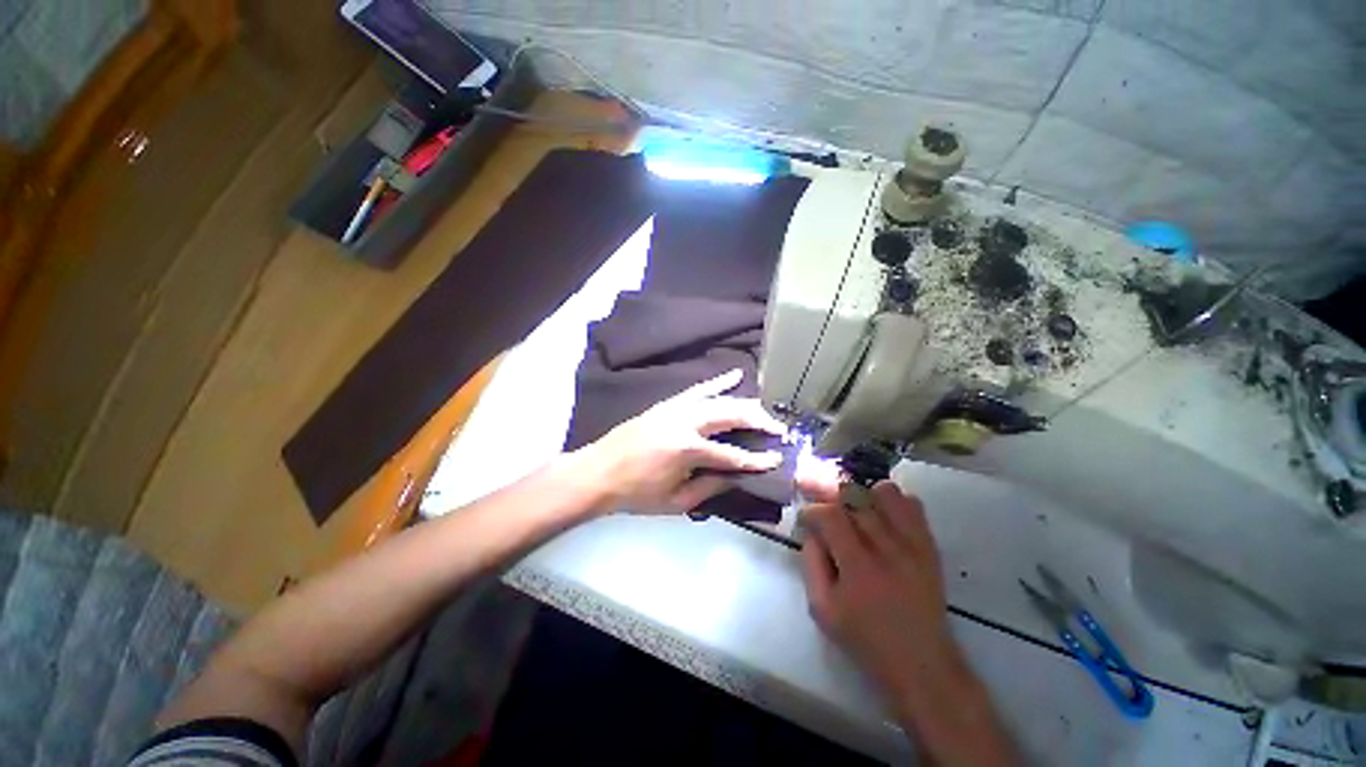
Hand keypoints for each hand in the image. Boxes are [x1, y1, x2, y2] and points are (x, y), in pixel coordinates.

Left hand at [571, 369, 785, 514]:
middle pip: (731, 415)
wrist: (598, 472)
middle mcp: (685, 422)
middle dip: (759, 422)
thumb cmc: (636, 493)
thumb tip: (737, 476)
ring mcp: (676, 408)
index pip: (732, 454)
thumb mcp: (675, 502)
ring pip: (719, 399)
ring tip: (764, 413)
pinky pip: (698, 389)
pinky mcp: (668, 403)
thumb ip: (710, 487)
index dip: (757, 460)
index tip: (777, 460)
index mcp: (686, 449)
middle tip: (778, 431)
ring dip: (745, 404)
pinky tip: (735, 376)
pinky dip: (718, 382)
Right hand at [798, 477, 955, 701]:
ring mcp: (913, 544)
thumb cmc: (865, 639)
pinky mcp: (929, 546)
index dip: (811, 511)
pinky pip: (912, 504)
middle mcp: (888, 548)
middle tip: (820, 503)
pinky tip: (880, 515)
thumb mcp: (822, 609)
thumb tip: (811, 532)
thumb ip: (810, 564)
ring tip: (852, 508)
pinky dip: (892, 501)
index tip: (804, 519)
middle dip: (829, 493)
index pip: (830, 515)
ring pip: (884, 492)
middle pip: (854, 497)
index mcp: (858, 566)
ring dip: (862, 494)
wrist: (921, 663)